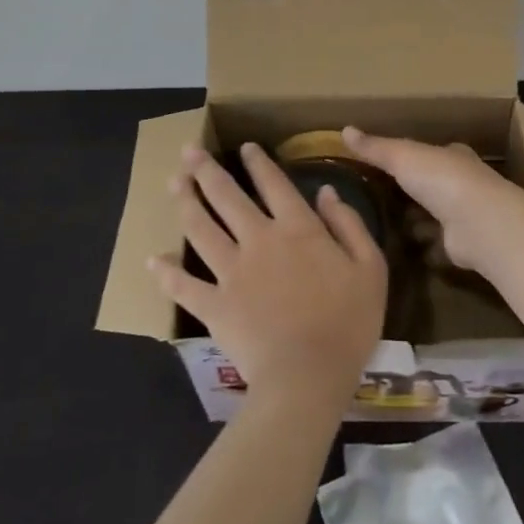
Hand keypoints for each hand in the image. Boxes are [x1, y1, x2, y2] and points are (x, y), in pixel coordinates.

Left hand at [151, 143, 385, 406]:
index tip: (244, 147)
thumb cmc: (347, 323)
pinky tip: (153, 260)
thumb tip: (326, 191)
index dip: (258, 163)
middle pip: (227, 197)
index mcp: (298, 229)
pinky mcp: (213, 306)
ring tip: (173, 184)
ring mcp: (231, 272)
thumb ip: (348, 225)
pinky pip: (183, 286)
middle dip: (206, 171)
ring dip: (185, 203)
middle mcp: (259, 240)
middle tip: (187, 152)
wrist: (308, 377)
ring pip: (201, 229)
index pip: (274, 184)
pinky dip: (166, 273)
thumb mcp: (369, 268)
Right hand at [340, 127, 523, 270]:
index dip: (409, 157)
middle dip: (411, 192)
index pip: (428, 152)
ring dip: (417, 221)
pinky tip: (405, 252)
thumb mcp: (402, 156)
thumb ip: (375, 147)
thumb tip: (344, 130)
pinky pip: (439, 245)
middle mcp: (462, 182)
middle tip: (378, 199)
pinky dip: (426, 247)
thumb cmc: (441, 180)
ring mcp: (465, 215)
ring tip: (385, 227)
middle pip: (431, 185)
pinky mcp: (464, 245)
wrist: (479, 224)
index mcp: (452, 156)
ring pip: (436, 216)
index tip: (385, 165)